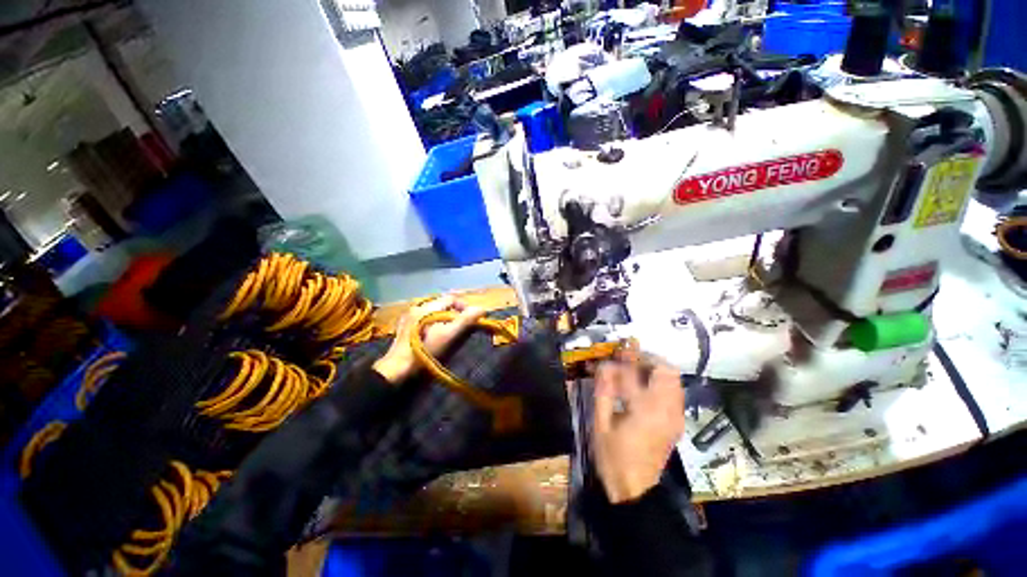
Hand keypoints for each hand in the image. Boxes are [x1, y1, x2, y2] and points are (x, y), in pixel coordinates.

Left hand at [372, 296, 484, 383]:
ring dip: (445, 317)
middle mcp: (417, 306)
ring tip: (450, 330)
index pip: (452, 299)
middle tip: (461, 326)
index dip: (464, 307)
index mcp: (428, 307)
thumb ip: (465, 321)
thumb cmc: (426, 350)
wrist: (398, 367)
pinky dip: (434, 321)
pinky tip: (434, 333)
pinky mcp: (405, 324)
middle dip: (455, 312)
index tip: (471, 319)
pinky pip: (425, 316)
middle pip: (442, 303)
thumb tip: (482, 309)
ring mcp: (409, 315)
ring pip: (433, 310)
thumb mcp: (449, 335)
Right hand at [592, 354, 684, 503]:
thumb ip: (603, 392)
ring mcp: (675, 416)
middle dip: (647, 358)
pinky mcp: (677, 422)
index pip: (633, 374)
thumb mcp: (600, 424)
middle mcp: (666, 410)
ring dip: (655, 368)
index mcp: (644, 411)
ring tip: (635, 369)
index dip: (620, 360)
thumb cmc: (613, 457)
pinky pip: (675, 391)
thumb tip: (603, 366)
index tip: (611, 354)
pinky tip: (643, 386)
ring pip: (674, 379)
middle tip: (628, 358)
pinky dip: (661, 381)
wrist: (636, 489)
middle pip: (666, 370)